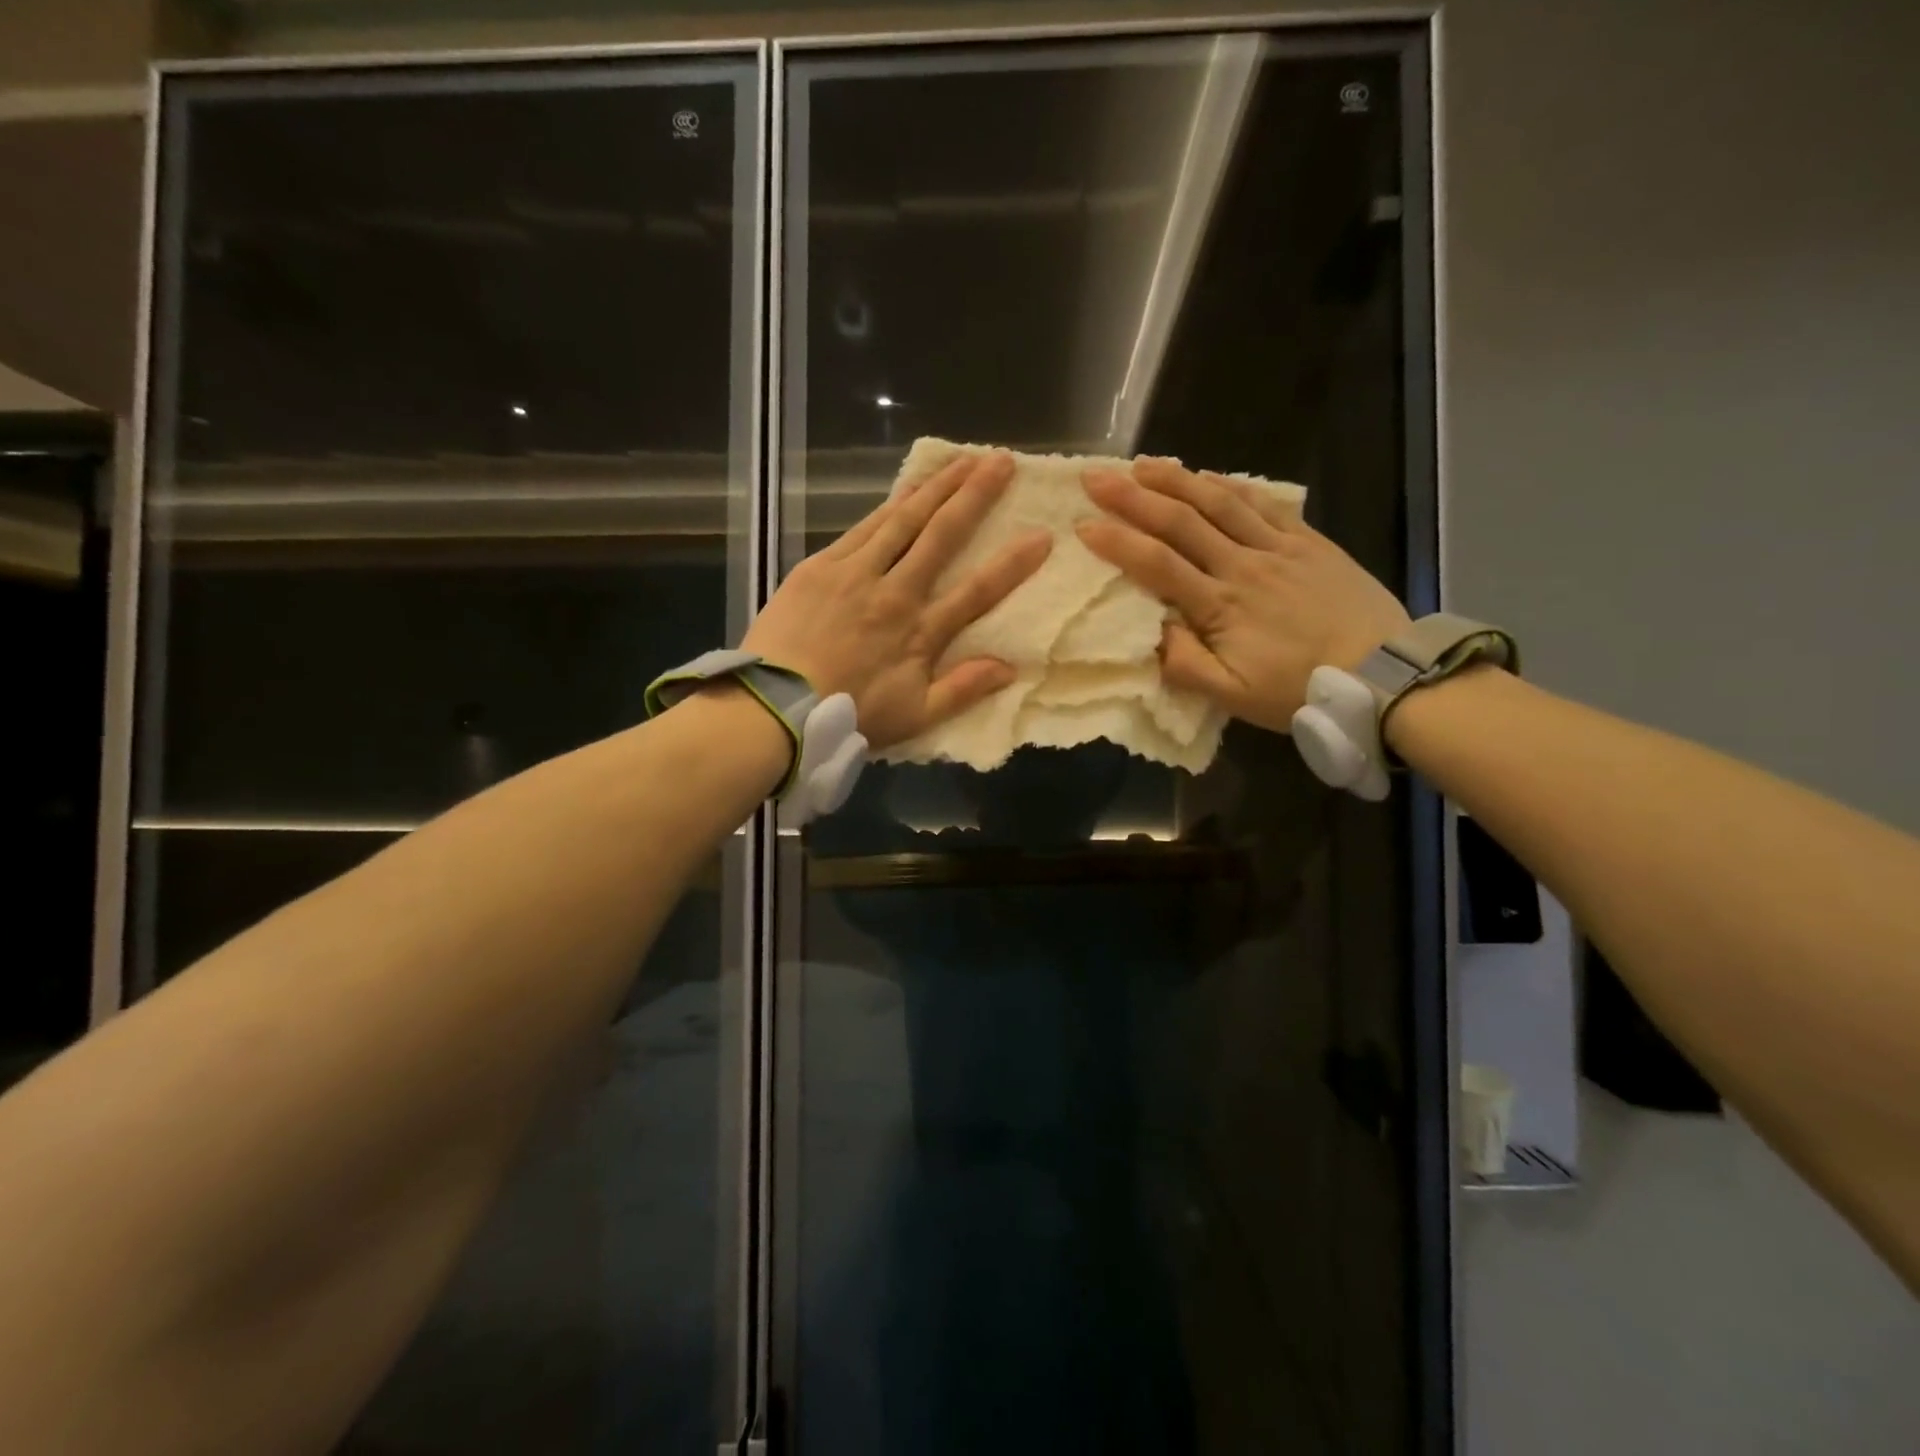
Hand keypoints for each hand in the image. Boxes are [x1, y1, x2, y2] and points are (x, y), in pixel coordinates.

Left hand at [743, 450, 1050, 749]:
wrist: (774, 706)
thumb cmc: (849, 714)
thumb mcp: (915, 716)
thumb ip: (963, 689)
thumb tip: (1011, 668)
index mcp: (920, 631)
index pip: (977, 591)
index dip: (1012, 564)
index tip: (1041, 534)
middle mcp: (894, 592)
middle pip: (940, 536)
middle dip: (975, 496)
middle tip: (1001, 461)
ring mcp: (855, 573)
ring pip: (902, 520)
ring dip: (935, 487)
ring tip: (962, 460)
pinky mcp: (821, 566)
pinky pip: (863, 527)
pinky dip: (889, 505)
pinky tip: (907, 489)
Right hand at [1077, 458, 1411, 732]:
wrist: (1384, 676)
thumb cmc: (1299, 690)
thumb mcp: (1233, 696)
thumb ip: (1184, 665)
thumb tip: (1148, 633)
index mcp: (1220, 607)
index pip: (1157, 565)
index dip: (1118, 542)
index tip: (1083, 524)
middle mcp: (1242, 567)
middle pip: (1181, 523)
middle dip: (1133, 497)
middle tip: (1096, 478)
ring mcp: (1278, 549)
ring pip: (1219, 503)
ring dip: (1177, 480)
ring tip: (1141, 464)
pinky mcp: (1308, 542)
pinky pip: (1264, 505)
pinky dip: (1231, 487)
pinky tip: (1208, 476)